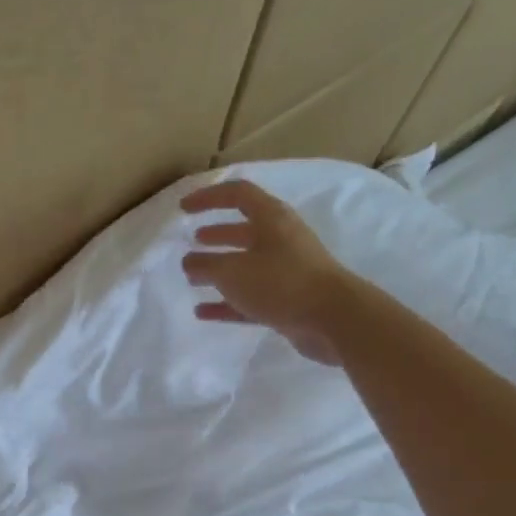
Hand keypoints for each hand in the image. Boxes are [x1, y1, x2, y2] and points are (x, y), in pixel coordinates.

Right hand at [181, 179, 353, 364]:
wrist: (333, 320)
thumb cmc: (281, 283)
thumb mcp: (233, 271)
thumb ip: (205, 266)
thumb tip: (190, 263)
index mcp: (272, 219)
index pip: (237, 195)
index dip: (209, 198)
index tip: (183, 209)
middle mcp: (281, 240)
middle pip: (244, 230)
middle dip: (217, 235)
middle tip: (193, 241)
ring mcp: (286, 272)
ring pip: (246, 266)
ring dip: (220, 270)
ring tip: (193, 278)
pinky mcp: (288, 301)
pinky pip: (250, 298)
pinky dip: (227, 303)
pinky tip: (203, 313)